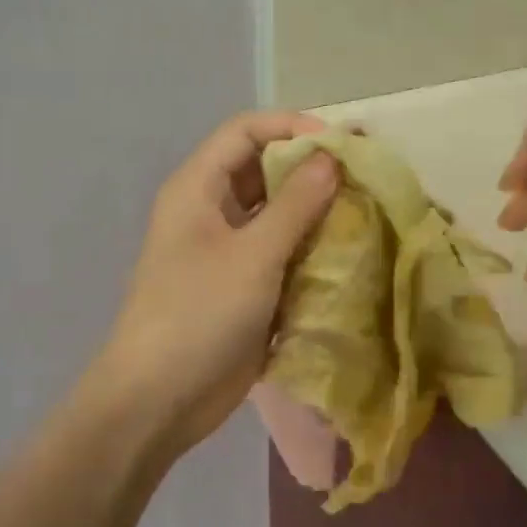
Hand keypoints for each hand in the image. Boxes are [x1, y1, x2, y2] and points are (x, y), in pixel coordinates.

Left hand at [94, 111, 337, 456]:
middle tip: (366, 178)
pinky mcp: (242, 287)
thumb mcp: (252, 255)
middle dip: (312, 170)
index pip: (246, 131)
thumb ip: (295, 205)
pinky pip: (280, 254)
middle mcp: (211, 211)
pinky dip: (310, 251)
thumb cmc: (198, 315)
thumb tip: (331, 159)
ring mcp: (226, 252)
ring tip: (366, 214)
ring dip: (316, 213)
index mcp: (198, 188)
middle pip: (264, 170)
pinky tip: (348, 255)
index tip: (343, 144)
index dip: (293, 128)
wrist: (160, 398)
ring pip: (276, 215)